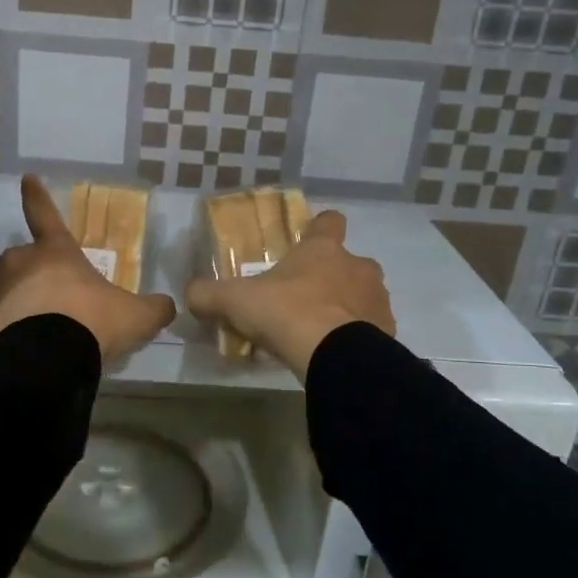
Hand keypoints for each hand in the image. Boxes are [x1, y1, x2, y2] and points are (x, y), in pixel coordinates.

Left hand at [0, 176, 176, 360]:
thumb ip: (152, 308)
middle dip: (28, 272)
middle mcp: (19, 264)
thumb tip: (167, 306)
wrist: (49, 358)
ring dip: (6, 297)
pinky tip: (9, 345)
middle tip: (47, 297)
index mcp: (55, 252)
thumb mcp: (136, 316)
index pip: (45, 214)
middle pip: (17, 259)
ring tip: (23, 320)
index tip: (27, 178)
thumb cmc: (93, 322)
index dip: (36, 196)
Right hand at [183, 210, 393, 381]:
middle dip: (329, 278)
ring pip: (361, 296)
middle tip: (303, 301)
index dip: (319, 228)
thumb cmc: (286, 313)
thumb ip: (208, 294)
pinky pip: (371, 328)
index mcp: (323, 249)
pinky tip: (335, 353)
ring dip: (345, 308)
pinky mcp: (388, 331)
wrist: (334, 355)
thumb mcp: (235, 301)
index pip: (329, 221)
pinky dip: (357, 337)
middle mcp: (357, 266)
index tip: (307, 240)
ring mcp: (377, 298)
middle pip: (347, 263)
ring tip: (320, 333)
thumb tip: (189, 294)